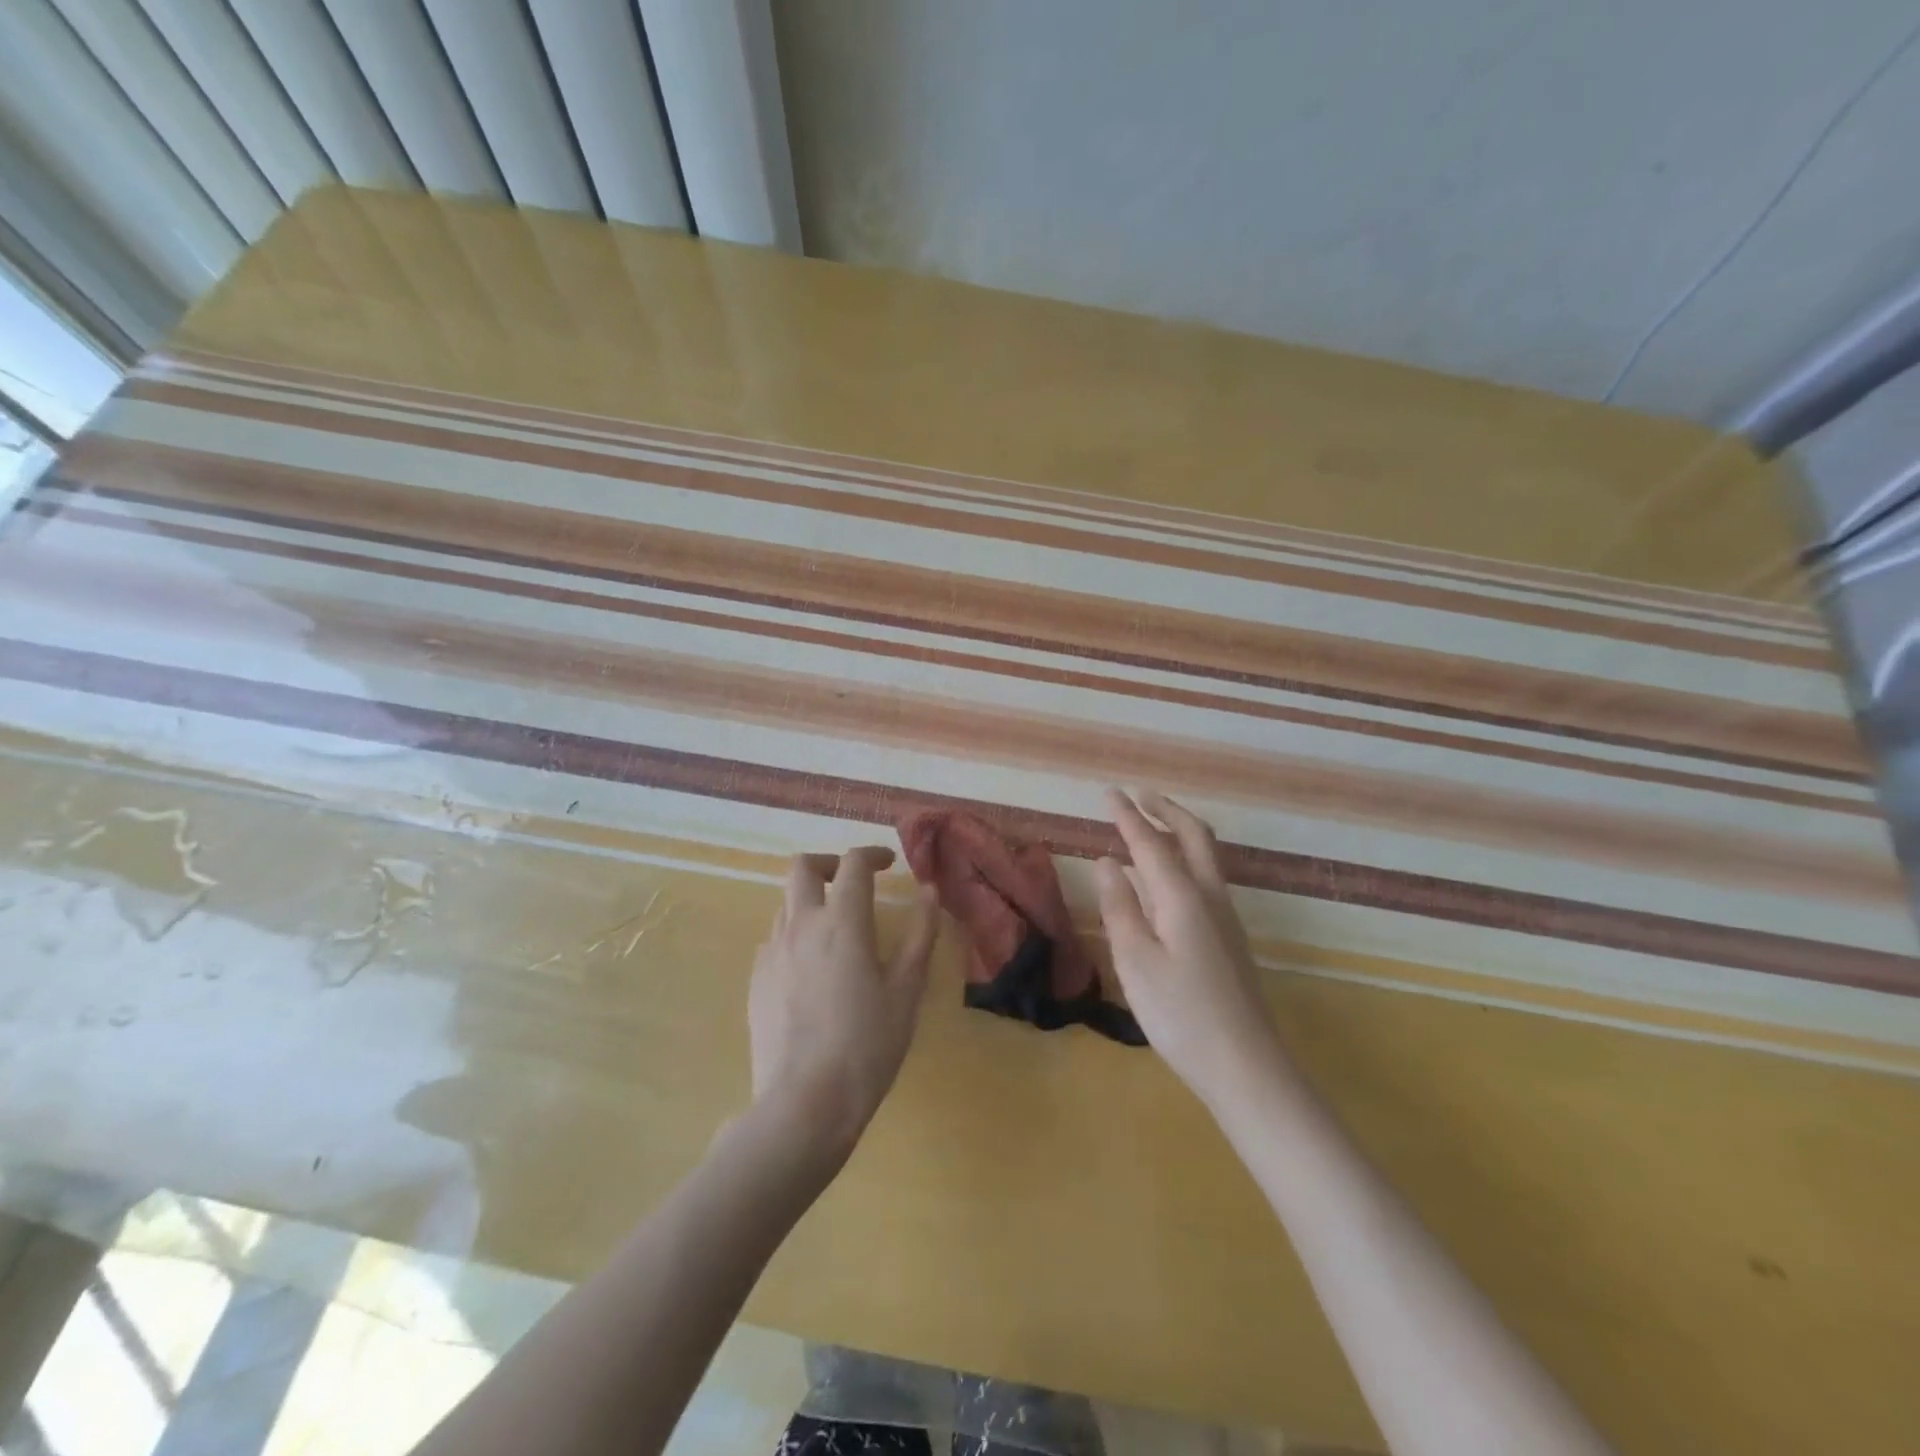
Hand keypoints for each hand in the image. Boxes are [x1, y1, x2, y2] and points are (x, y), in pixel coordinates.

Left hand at [749, 847, 939, 1163]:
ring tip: (836, 928)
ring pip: (786, 902)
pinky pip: (775, 938)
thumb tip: (928, 890)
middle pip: (802, 867)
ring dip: (811, 899)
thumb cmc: (868, 1045)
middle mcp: (801, 925)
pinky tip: (813, 968)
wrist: (804, 1103)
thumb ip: (919, 933)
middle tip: (852, 881)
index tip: (888, 862)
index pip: (853, 864)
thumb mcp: (907, 990)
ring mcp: (772, 952)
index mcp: (842, 922)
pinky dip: (795, 933)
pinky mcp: (756, 980)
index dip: (872, 854)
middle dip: (829, 863)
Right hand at [1094, 790, 1285, 1109]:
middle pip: (1192, 835)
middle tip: (1138, 794)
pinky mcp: (1230, 936)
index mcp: (1183, 897)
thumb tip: (1106, 862)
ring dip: (1179, 828)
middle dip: (1165, 809)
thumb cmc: (1180, 1014)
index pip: (1150, 843)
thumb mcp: (1135, 961)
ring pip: (1206, 854)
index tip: (1108, 793)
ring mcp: (1226, 916)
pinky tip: (1170, 874)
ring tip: (1152, 822)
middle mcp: (1210, 896)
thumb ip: (1120, 907)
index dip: (1127, 816)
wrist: (1245, 1065)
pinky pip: (1208, 875)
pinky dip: (1187, 855)